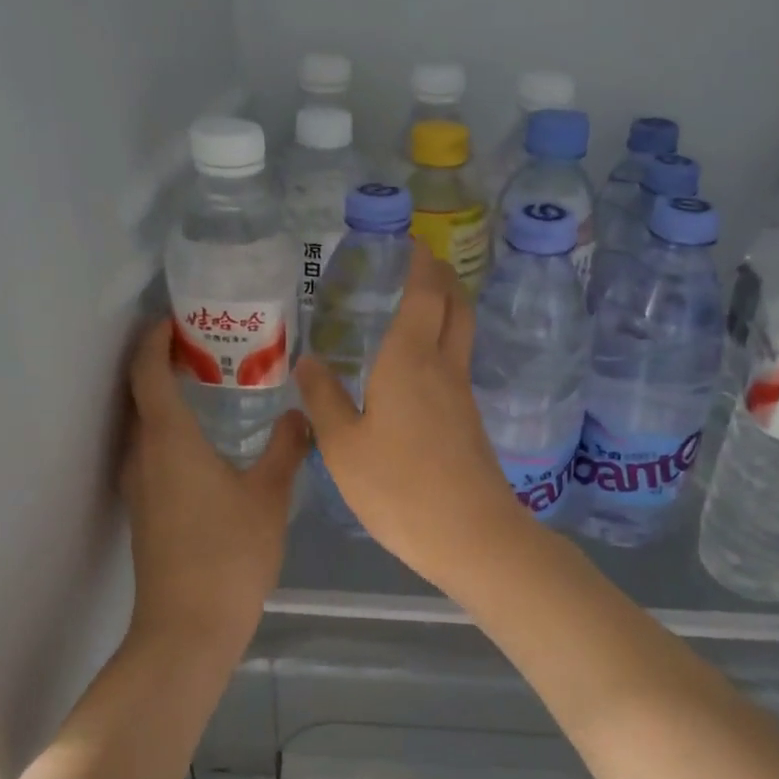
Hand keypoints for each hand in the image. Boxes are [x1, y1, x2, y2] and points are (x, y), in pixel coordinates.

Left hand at [121, 318, 308, 654]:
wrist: (188, 628)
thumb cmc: (229, 553)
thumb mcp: (269, 495)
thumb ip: (287, 448)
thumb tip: (301, 415)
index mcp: (168, 439)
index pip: (148, 371)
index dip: (155, 338)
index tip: (176, 317)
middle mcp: (143, 454)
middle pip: (141, 393)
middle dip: (164, 362)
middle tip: (209, 345)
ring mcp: (139, 484)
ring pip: (145, 424)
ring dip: (168, 397)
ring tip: (213, 384)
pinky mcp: (145, 509)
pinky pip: (152, 450)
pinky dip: (172, 429)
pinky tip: (209, 439)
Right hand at [295, 251, 531, 589]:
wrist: (470, 535)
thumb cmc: (397, 487)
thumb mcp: (342, 446)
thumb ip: (323, 400)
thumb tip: (308, 361)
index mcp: (410, 360)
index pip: (424, 293)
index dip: (420, 263)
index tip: (411, 243)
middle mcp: (443, 367)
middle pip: (455, 306)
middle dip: (442, 277)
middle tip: (420, 263)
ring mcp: (462, 395)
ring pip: (460, 334)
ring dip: (445, 309)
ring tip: (414, 306)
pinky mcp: (469, 421)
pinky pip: (456, 365)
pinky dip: (441, 344)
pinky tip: (415, 365)